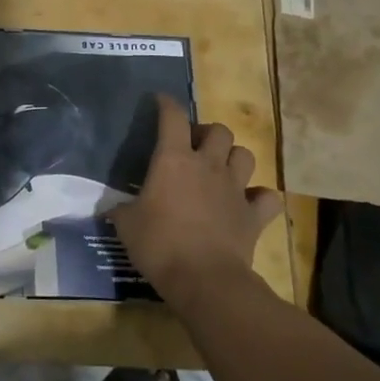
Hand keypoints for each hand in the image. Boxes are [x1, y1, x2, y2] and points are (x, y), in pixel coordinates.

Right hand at [111, 96, 280, 312]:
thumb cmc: (159, 244)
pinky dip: (260, 198)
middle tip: (194, 147)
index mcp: (174, 159)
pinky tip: (249, 204)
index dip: (166, 104)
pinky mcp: (254, 215)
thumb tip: (112, 209)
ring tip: (221, 169)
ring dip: (233, 158)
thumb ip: (121, 210)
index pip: (173, 117)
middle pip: (218, 130)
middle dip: (207, 133)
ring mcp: (235, 189)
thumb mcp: (126, 225)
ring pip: (245, 155)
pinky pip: (266, 198)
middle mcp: (208, 165)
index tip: (160, 101)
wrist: (204, 279)